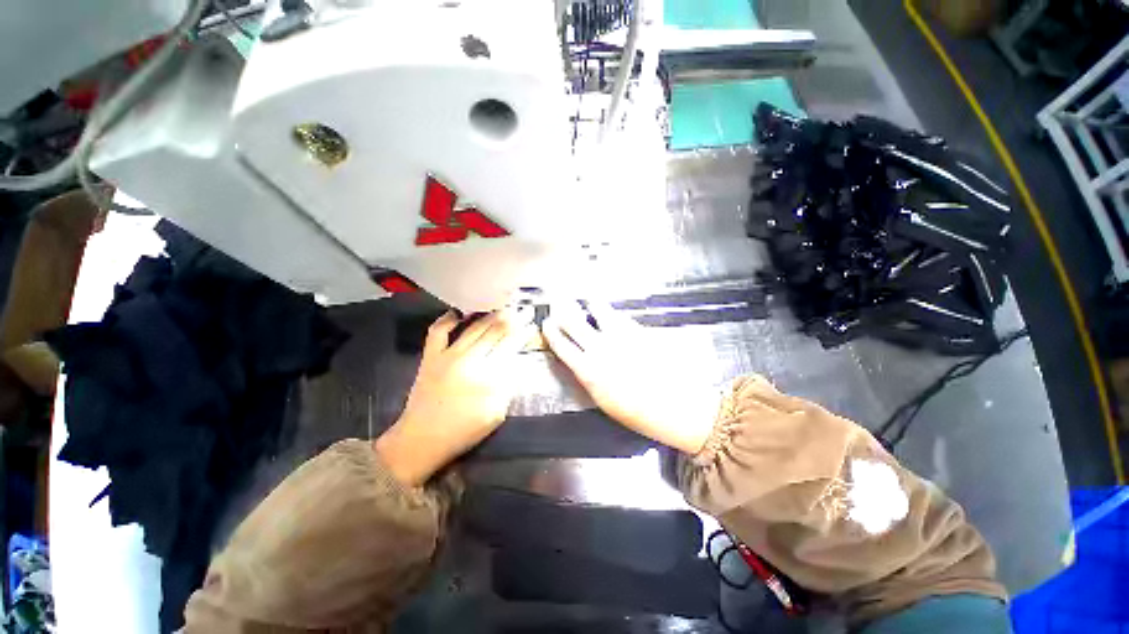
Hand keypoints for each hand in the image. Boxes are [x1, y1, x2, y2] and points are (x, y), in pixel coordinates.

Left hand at [375, 309, 534, 485]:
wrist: (421, 440)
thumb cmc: (463, 431)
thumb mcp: (496, 413)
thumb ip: (509, 385)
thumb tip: (516, 360)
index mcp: (487, 376)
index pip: (510, 345)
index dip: (523, 332)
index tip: (533, 322)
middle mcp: (469, 359)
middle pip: (495, 331)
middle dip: (513, 318)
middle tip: (524, 309)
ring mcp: (447, 355)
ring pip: (474, 327)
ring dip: (491, 315)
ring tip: (504, 307)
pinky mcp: (430, 356)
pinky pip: (438, 331)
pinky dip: (448, 319)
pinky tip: (460, 313)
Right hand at [542, 301, 719, 454]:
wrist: (676, 406)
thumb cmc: (638, 413)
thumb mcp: (604, 401)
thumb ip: (589, 377)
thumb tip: (580, 360)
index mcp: (588, 371)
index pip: (562, 345)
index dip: (551, 332)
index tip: (546, 323)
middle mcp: (600, 349)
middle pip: (575, 322)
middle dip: (563, 309)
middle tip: (558, 300)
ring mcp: (620, 337)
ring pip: (600, 311)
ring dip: (591, 304)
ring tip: (588, 300)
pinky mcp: (639, 331)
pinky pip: (621, 316)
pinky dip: (613, 313)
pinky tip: (613, 314)